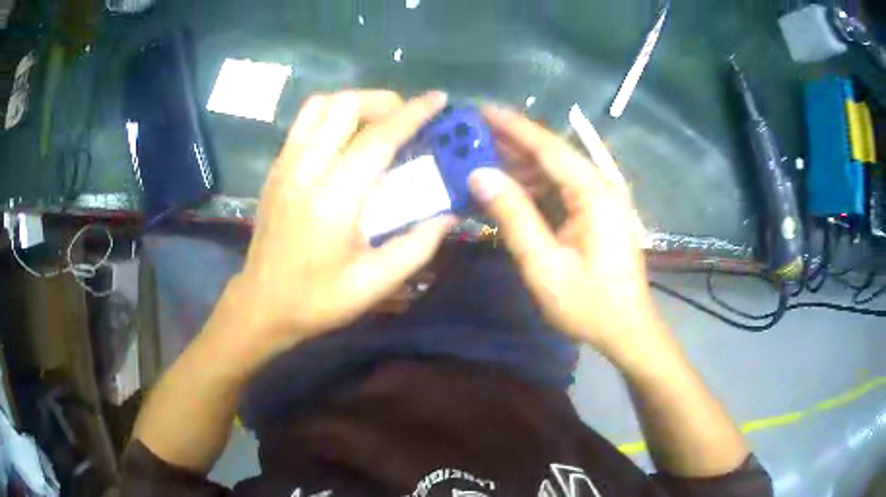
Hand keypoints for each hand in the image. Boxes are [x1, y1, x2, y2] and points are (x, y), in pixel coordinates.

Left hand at [221, 90, 452, 364]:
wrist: (262, 304)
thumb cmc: (317, 299)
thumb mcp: (374, 284)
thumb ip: (417, 246)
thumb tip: (448, 214)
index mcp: (335, 198)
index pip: (379, 137)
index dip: (414, 113)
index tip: (438, 99)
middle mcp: (306, 169)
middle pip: (345, 105)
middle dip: (383, 102)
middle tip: (405, 122)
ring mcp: (285, 164)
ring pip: (320, 105)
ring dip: (354, 104)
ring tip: (376, 124)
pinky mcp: (276, 168)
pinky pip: (305, 121)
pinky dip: (331, 115)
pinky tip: (345, 139)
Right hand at [469, 106, 664, 359]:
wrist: (627, 329)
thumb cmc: (589, 304)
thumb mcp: (545, 265)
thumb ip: (513, 216)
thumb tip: (479, 175)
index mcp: (594, 192)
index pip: (548, 146)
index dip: (512, 126)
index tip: (480, 110)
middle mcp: (601, 185)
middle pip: (552, 153)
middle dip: (512, 143)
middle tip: (472, 137)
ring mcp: (603, 198)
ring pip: (556, 170)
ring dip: (521, 165)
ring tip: (482, 160)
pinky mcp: (599, 212)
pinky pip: (562, 188)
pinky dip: (535, 186)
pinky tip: (510, 189)